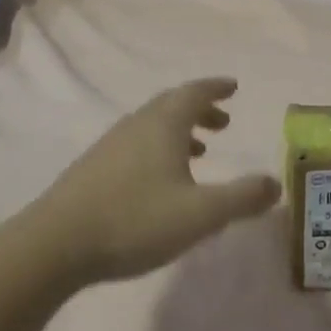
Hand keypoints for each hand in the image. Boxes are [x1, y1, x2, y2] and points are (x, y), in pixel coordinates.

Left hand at [24, 78, 280, 286]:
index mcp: (163, 123)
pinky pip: (136, 143)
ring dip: (179, 131)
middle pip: (172, 105)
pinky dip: (158, 148)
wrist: (55, 244)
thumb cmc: (135, 220)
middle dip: (200, 110)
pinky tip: (159, 180)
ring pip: (152, 125)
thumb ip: (241, 198)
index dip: (216, 88)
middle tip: (222, 122)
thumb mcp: (200, 214)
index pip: (195, 92)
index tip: (233, 86)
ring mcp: (111, 144)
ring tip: (198, 151)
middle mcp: (137, 124)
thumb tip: (275, 184)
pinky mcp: (93, 167)